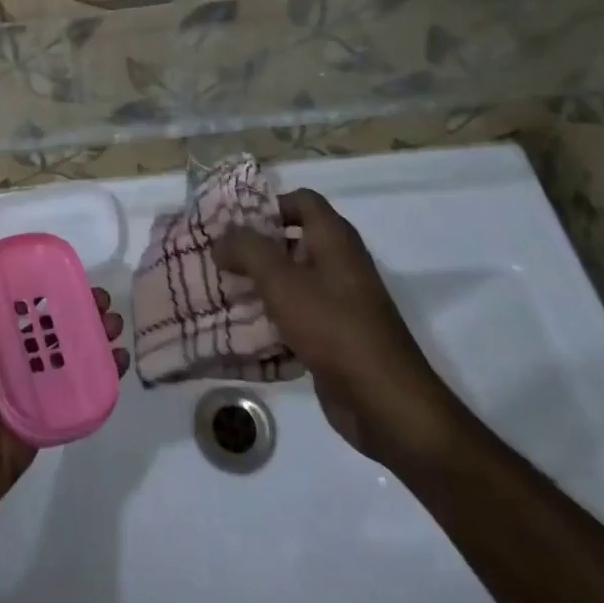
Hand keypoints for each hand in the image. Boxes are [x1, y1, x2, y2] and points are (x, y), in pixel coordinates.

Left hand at [0, 265, 130, 523]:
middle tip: (104, 304)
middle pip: (55, 325)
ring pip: (72, 353)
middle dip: (82, 310)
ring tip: (116, 328)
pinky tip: (119, 361)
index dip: (51, 288)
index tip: (75, 275)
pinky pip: (79, 388)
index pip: (27, 303)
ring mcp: (35, 385)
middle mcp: (15, 355)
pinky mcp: (50, 412)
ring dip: (96, 337)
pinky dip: (101, 374)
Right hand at [214, 190, 463, 468]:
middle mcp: (339, 262)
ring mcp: (339, 301)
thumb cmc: (333, 327)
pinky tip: (242, 329)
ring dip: (259, 284)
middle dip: (254, 248)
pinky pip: (297, 314)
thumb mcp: (281, 281)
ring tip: (222, 290)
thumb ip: (247, 250)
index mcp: (334, 238)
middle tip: (218, 257)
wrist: (385, 402)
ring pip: (291, 280)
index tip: (233, 223)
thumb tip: (222, 238)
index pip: (301, 200)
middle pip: (291, 240)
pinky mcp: (335, 335)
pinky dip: (272, 317)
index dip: (268, 204)